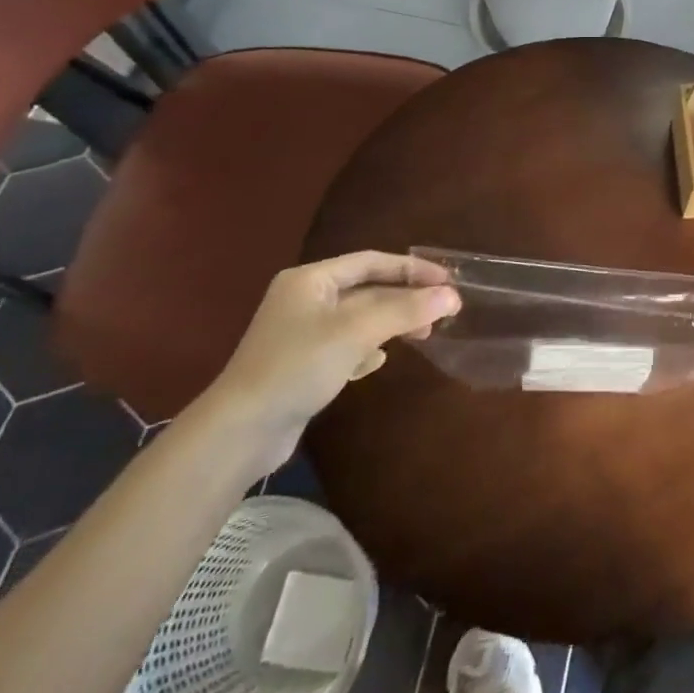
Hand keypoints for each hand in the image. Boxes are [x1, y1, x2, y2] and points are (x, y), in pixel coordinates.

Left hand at [201, 251, 458, 471]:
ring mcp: (302, 333)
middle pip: (368, 290)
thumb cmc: (298, 366)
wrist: (241, 430)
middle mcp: (305, 299)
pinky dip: (368, 349)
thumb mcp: (357, 332)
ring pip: (360, 319)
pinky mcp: (303, 364)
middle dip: (406, 299)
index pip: (371, 261)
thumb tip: (452, 296)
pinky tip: (376, 364)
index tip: (448, 280)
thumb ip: (406, 310)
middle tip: (443, 312)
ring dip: (392, 324)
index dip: (411, 268)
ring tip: (422, 336)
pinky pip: (347, 345)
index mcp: (311, 280)